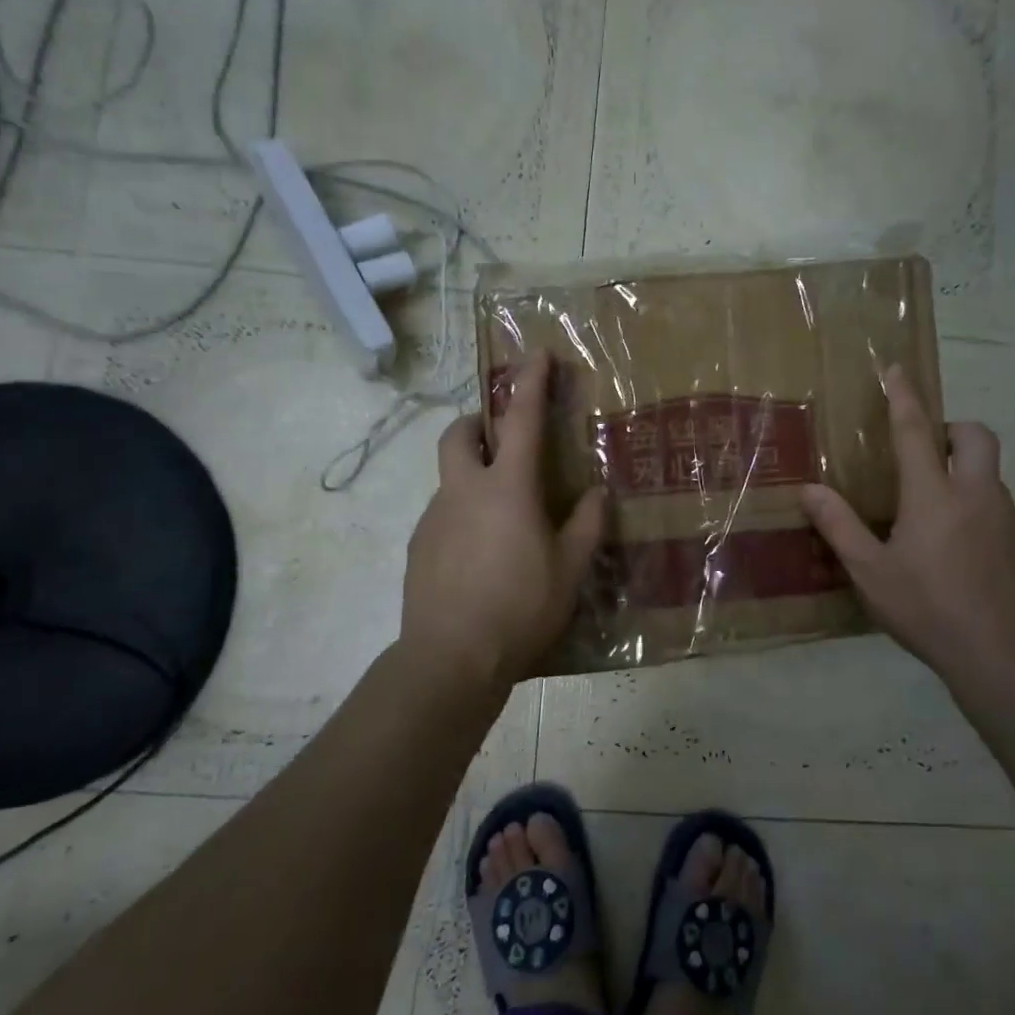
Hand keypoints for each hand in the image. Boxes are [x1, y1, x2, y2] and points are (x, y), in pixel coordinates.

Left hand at [400, 351, 607, 688]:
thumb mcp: (570, 569)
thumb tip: (596, 493)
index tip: (537, 355)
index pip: (522, 420)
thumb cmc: (520, 607)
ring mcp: (434, 518)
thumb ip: (586, 524)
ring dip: (472, 476)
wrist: (450, 659)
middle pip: (458, 433)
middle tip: (501, 438)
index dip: (531, 383)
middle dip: (478, 422)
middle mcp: (464, 491)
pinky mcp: (418, 547)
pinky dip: (462, 516)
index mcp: (507, 488)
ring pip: (450, 477)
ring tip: (503, 519)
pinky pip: (442, 515)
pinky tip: (481, 556)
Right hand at [801, 365, 1014, 683]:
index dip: (904, 397)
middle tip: (928, 452)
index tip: (898, 370)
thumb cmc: (928, 610)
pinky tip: (963, 554)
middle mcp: (977, 495)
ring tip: (937, 518)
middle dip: (953, 429)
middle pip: (976, 436)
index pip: (916, 431)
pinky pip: (1001, 510)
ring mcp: (1009, 518)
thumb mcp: (871, 572)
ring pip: (991, 475)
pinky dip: (980, 512)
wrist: (1005, 657)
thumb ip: (840, 526)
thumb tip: (809, 490)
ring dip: (966, 476)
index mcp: (934, 496)